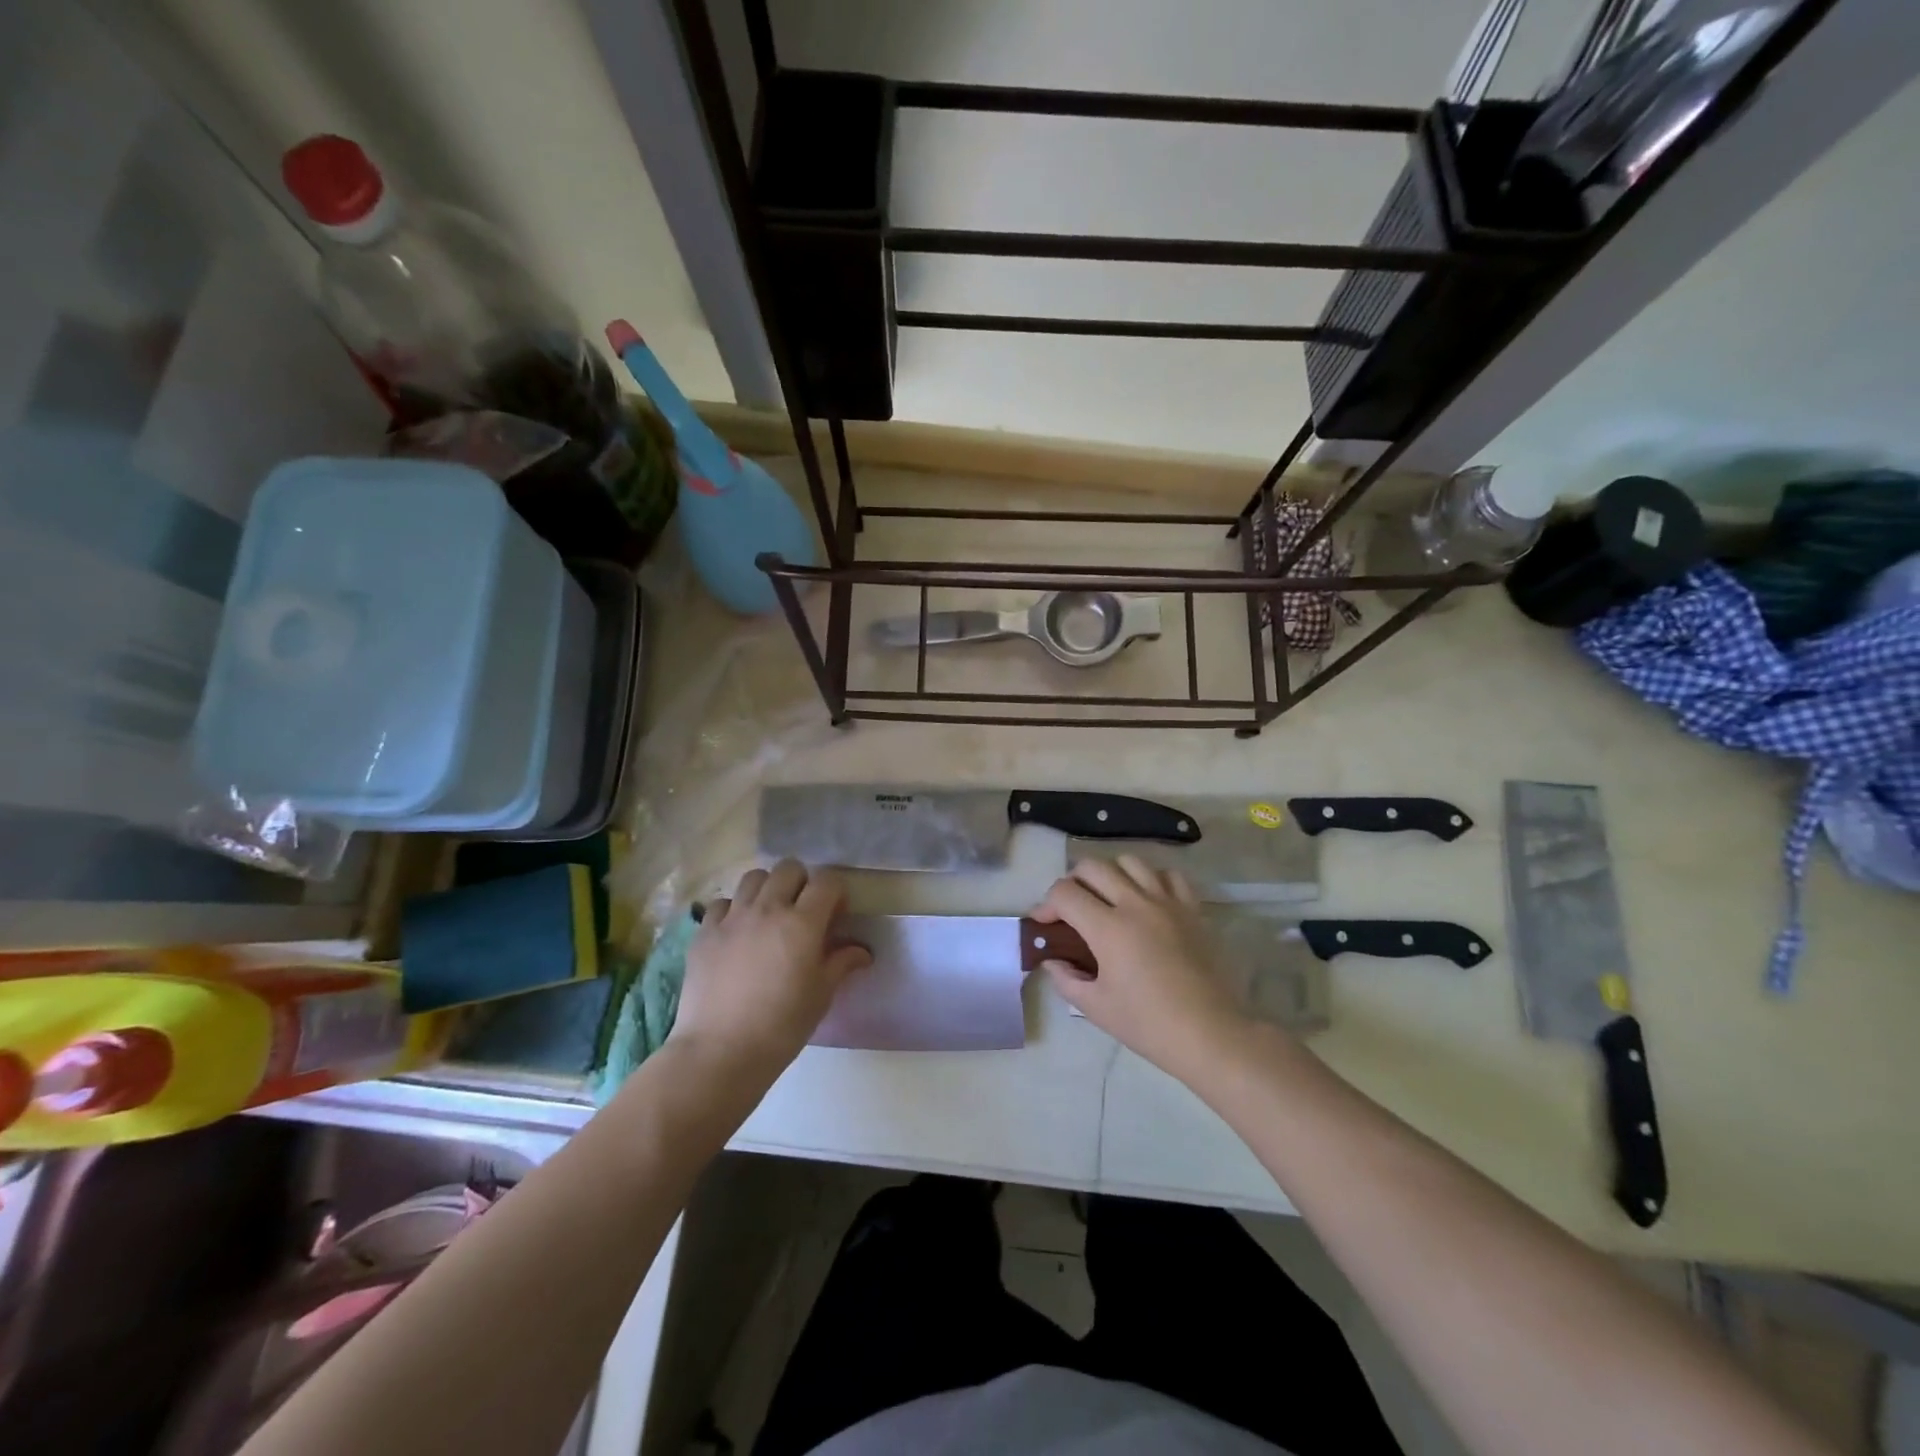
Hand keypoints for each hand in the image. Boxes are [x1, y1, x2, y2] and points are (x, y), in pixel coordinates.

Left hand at [670, 860, 871, 1079]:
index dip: (835, 891)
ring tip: (769, 915)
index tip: (836, 914)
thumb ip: (841, 963)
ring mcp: (732, 917)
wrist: (720, 1052)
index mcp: (803, 923)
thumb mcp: (821, 995)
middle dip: (802, 882)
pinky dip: (734, 909)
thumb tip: (863, 952)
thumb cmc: (782, 1026)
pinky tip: (737, 932)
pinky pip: (722, 903)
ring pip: (754, 877)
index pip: (826, 881)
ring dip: (768, 888)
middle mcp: (768, 909)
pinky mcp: (705, 932)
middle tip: (803, 911)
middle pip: (789, 868)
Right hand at [1032, 856, 1252, 1080]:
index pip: (1064, 893)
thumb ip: (1066, 979)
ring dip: (1110, 874)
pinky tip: (1146, 900)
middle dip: (1072, 882)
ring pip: (1130, 862)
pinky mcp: (1191, 908)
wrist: (1209, 1033)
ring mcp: (1167, 902)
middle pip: (1093, 866)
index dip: (1046, 904)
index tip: (1044, 923)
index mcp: (1108, 929)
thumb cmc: (1148, 1024)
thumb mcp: (1095, 1008)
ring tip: (1108, 898)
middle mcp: (1135, 904)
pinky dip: (1151, 879)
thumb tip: (1052, 960)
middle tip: (1071, 908)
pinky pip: (1168, 875)